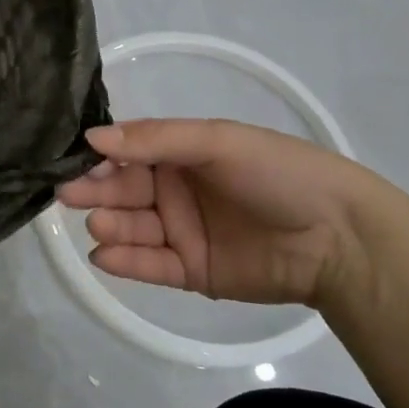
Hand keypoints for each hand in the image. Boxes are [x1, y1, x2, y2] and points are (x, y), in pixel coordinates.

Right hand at [56, 119, 380, 307]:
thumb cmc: (277, 173)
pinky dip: (126, 262)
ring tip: (98, 226)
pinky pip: (150, 264)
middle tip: (68, 196)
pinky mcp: (191, 270)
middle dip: (96, 192)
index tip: (72, 162)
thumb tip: (91, 137)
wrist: (340, 238)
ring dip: (110, 225)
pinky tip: (104, 256)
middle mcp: (175, 189)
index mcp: (181, 153)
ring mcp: (181, 231)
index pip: (128, 152)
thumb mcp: (216, 142)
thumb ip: (154, 139)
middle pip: (124, 190)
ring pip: (132, 227)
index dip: (100, 158)